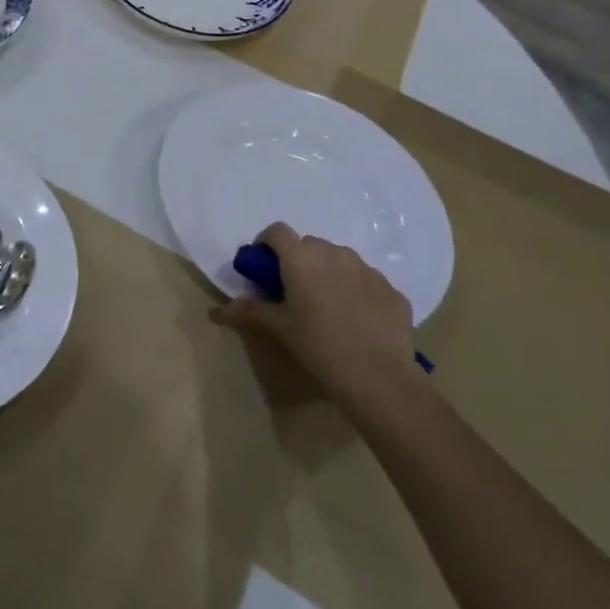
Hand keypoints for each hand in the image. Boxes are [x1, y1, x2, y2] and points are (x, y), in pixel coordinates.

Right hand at [209, 222, 425, 410]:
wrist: (379, 377)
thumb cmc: (318, 345)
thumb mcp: (278, 328)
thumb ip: (248, 311)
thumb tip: (217, 311)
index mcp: (301, 257)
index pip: (277, 231)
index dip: (266, 244)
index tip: (264, 269)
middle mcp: (335, 253)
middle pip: (309, 245)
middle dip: (299, 262)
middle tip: (294, 293)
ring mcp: (368, 269)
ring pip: (340, 260)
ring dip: (329, 274)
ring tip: (328, 308)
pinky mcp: (392, 290)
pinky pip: (366, 282)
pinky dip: (357, 292)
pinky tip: (357, 322)